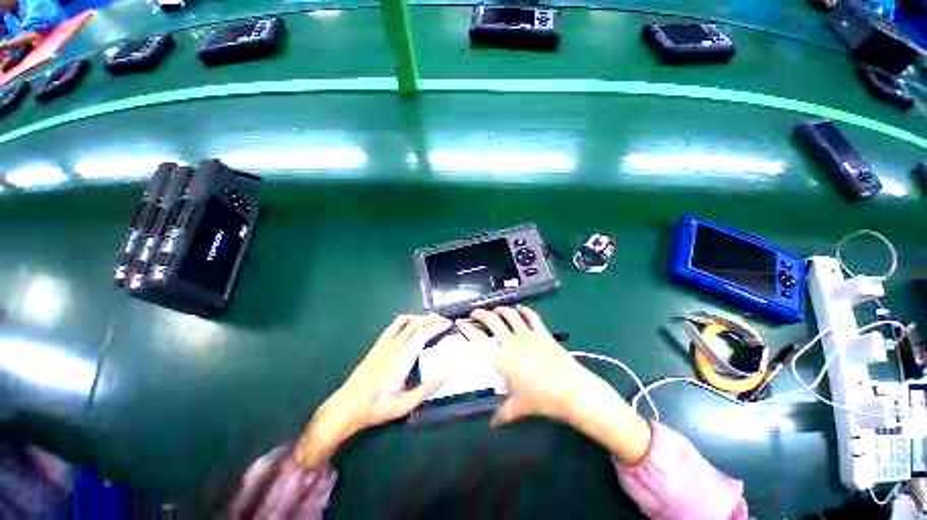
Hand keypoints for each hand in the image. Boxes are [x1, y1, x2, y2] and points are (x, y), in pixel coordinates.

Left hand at [294, 315, 450, 468]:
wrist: (347, 406)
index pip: (422, 334)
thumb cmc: (376, 407)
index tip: (449, 324)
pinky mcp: (378, 344)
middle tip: (446, 321)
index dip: (437, 326)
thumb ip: (425, 390)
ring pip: (405, 321)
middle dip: (433, 319)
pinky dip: (407, 319)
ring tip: (433, 319)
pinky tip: (413, 323)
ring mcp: (384, 343)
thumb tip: (445, 374)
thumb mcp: (403, 406)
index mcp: (401, 359)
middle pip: (416, 324)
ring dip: (421, 317)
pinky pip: (394, 324)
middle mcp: (393, 346)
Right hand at [457, 306, 604, 425]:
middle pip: (492, 320)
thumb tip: (493, 424)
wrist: (570, 389)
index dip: (467, 329)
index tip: (460, 323)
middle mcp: (511, 342)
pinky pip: (531, 316)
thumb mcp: (519, 408)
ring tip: (496, 310)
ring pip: (510, 314)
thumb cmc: (541, 399)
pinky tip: (520, 309)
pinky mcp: (542, 332)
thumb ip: (503, 414)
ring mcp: (527, 334)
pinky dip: (524, 310)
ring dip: (501, 309)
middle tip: (475, 313)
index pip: (478, 339)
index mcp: (502, 359)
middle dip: (480, 313)